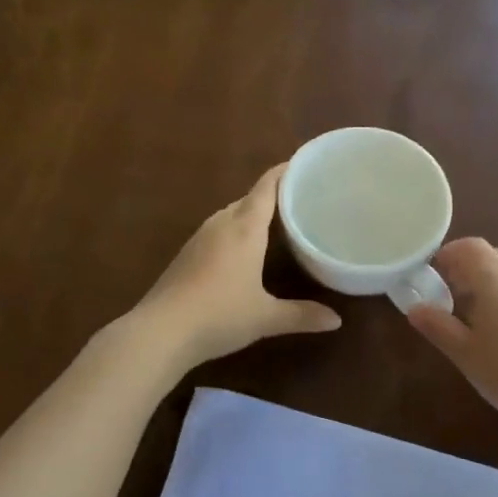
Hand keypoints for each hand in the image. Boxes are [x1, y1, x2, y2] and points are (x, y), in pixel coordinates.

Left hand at [132, 164, 341, 369]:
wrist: (160, 331)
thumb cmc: (219, 315)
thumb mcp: (266, 317)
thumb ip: (302, 315)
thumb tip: (336, 320)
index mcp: (244, 229)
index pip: (266, 187)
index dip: (284, 172)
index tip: (303, 165)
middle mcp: (221, 224)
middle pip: (249, 199)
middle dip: (272, 195)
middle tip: (300, 199)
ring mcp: (199, 238)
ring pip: (230, 215)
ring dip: (251, 215)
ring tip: (276, 223)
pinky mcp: (186, 254)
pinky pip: (217, 231)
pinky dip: (234, 232)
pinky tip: (242, 251)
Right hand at [407, 238, 497, 434]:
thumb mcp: (465, 354)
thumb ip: (438, 326)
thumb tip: (415, 308)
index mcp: (494, 277)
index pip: (469, 246)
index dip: (449, 254)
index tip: (433, 274)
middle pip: (492, 256)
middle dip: (469, 269)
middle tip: (453, 296)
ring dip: (493, 284)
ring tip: (480, 318)